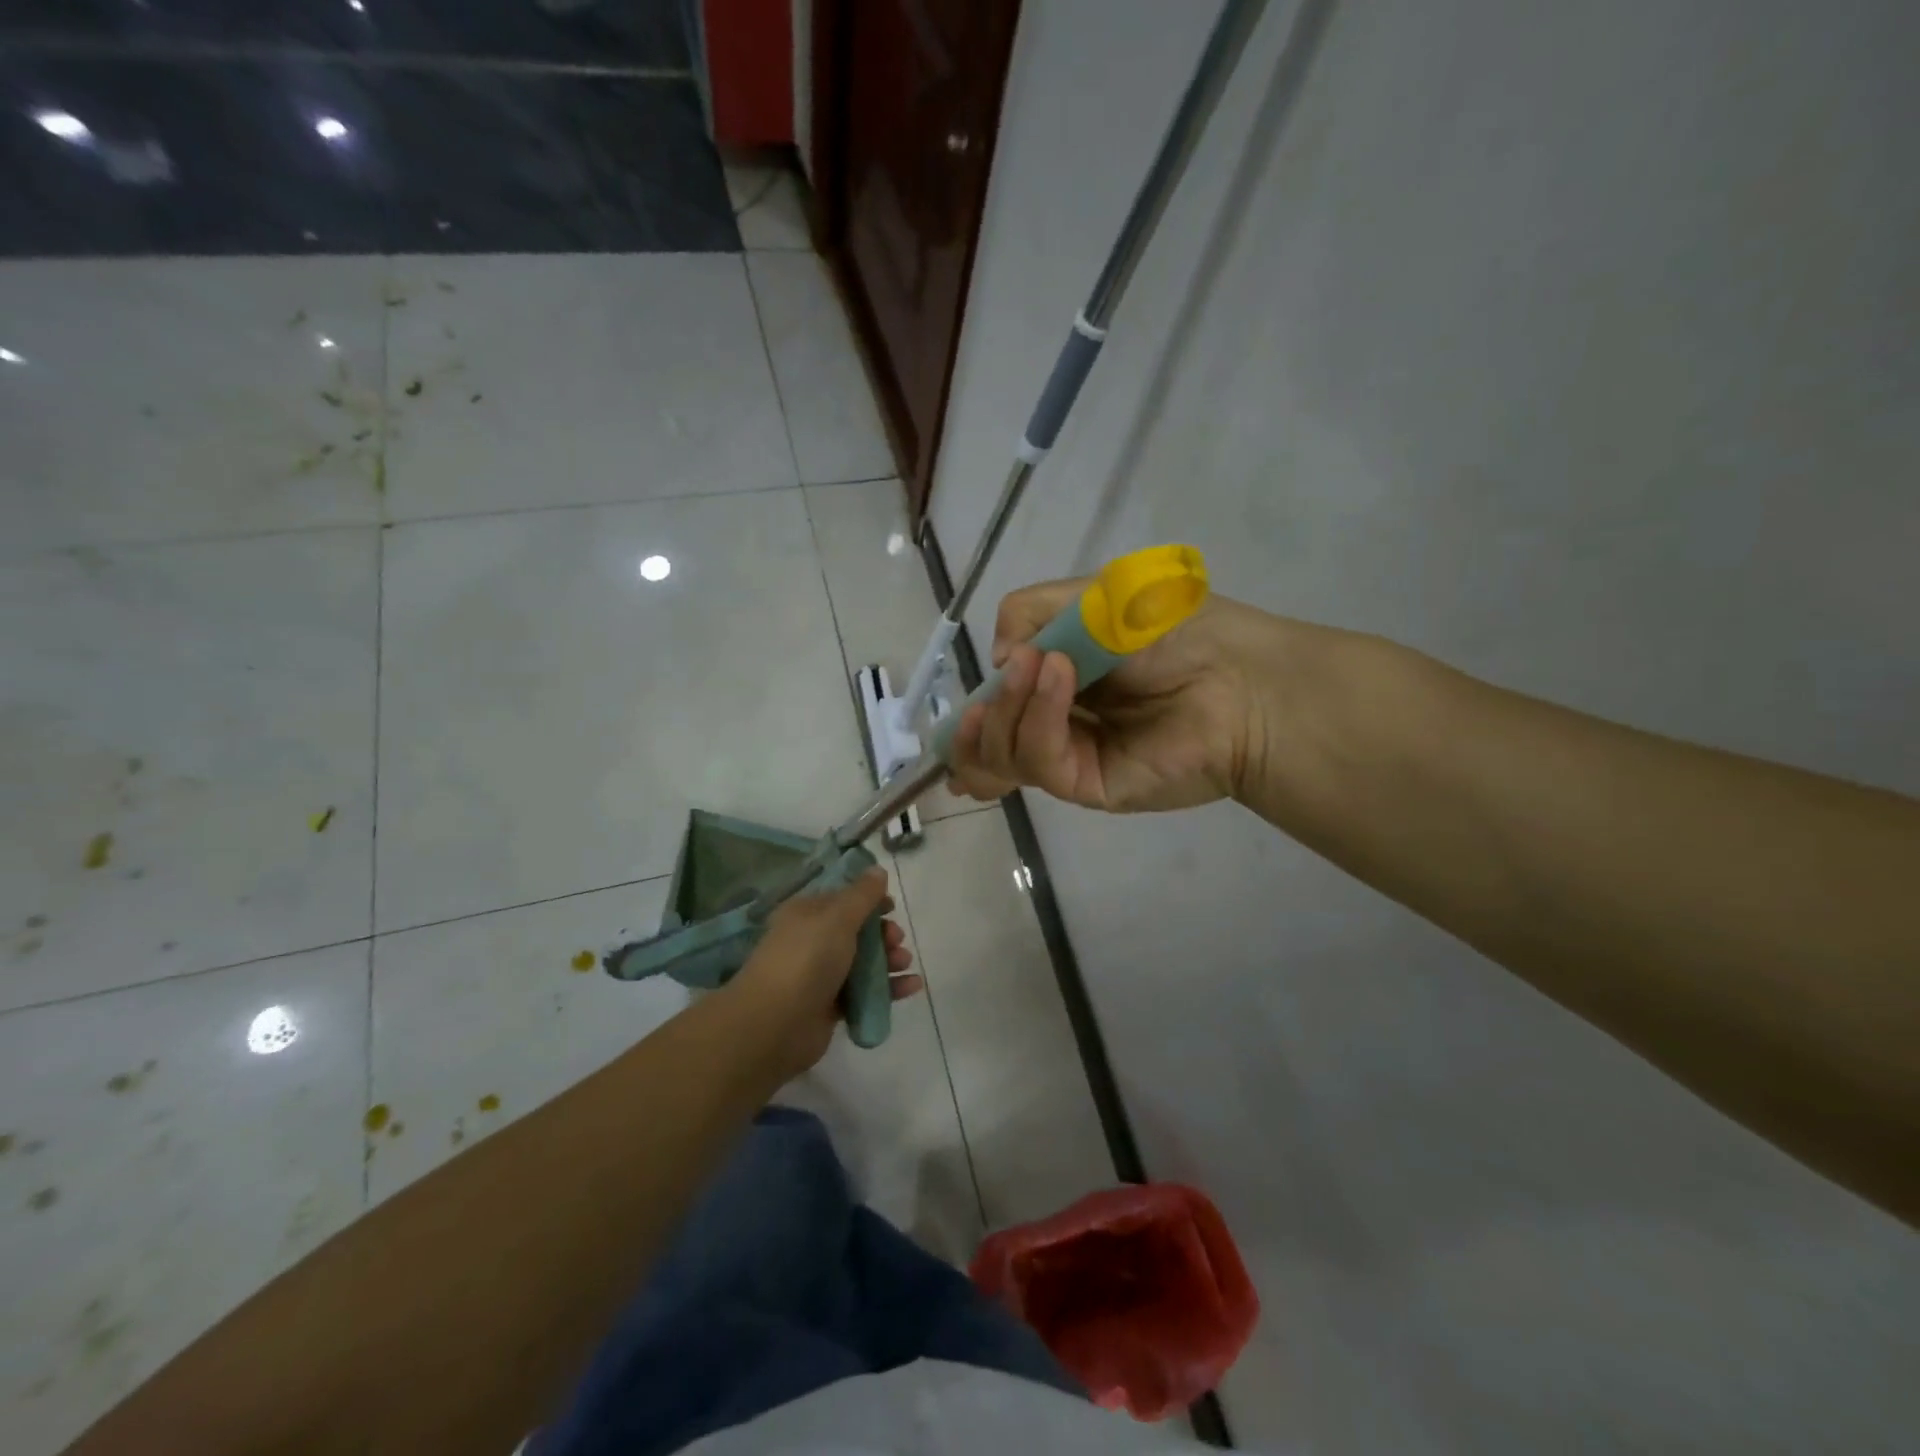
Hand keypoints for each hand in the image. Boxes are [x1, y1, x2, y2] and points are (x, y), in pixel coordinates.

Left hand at [725, 868, 919, 1080]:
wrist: (774, 1025)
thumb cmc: (806, 960)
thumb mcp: (837, 918)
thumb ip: (862, 895)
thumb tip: (877, 870)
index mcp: (807, 913)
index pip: (842, 898)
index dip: (868, 899)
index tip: (891, 905)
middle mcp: (812, 941)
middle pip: (856, 931)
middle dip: (882, 933)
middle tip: (897, 939)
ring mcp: (820, 975)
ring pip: (863, 962)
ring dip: (889, 959)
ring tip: (905, 963)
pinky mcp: (830, 1006)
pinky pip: (864, 992)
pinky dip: (888, 988)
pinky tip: (911, 987)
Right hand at [949, 579, 1271, 812]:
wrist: (1235, 675)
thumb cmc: (1167, 628)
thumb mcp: (1085, 598)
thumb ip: (1025, 615)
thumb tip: (998, 663)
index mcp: (1052, 688)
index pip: (993, 713)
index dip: (969, 713)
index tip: (964, 702)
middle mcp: (1055, 727)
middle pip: (985, 746)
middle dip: (975, 720)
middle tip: (998, 684)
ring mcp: (1070, 759)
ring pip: (1001, 757)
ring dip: (1005, 709)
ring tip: (1033, 667)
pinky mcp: (1087, 786)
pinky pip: (1039, 760)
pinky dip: (1038, 716)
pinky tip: (1058, 678)